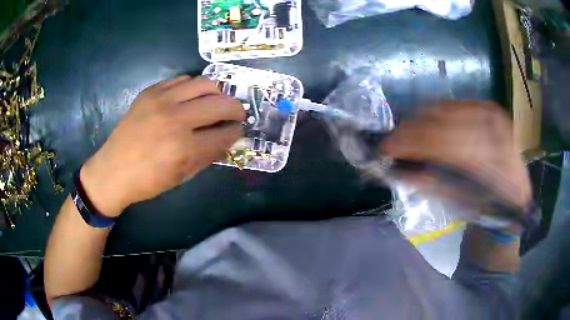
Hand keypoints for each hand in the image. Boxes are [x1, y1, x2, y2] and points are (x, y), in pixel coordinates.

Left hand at [80, 76, 244, 216]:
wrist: (113, 170)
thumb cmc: (147, 181)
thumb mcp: (181, 176)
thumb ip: (207, 156)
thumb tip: (227, 140)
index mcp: (184, 148)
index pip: (225, 133)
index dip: (237, 131)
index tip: (238, 130)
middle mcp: (176, 119)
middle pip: (221, 103)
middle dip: (236, 109)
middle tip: (237, 114)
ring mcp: (162, 101)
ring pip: (205, 83)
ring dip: (218, 93)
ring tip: (217, 101)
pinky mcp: (151, 92)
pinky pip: (182, 80)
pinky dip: (193, 87)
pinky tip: (192, 97)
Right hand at [380, 101, 530, 208]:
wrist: (517, 192)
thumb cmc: (490, 206)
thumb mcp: (460, 202)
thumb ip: (429, 182)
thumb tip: (396, 168)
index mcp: (486, 157)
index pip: (437, 141)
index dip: (407, 142)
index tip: (384, 148)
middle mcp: (488, 126)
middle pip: (437, 119)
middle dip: (409, 130)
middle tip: (394, 143)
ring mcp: (489, 112)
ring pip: (442, 108)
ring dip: (419, 120)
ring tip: (409, 135)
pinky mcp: (487, 107)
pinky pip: (452, 105)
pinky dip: (434, 114)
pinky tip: (428, 126)